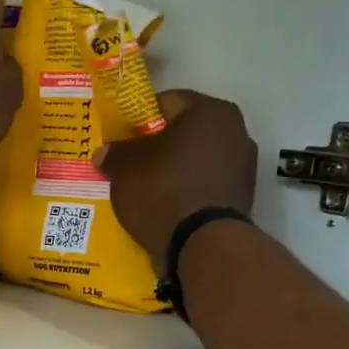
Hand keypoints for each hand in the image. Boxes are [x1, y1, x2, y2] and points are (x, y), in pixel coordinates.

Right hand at [98, 89, 256, 258]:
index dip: (138, 118)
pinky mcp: (241, 199)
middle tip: (129, 162)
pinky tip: (164, 206)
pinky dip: (186, 191)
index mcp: (210, 111)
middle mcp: (235, 132)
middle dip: (157, 145)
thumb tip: (105, 153)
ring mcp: (243, 167)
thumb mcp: (125, 168)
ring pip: (195, 160)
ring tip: (144, 188)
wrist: (203, 246)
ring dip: (172, 170)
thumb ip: (114, 153)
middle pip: (184, 132)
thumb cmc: (164, 190)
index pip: (166, 102)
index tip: (120, 136)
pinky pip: (204, 186)